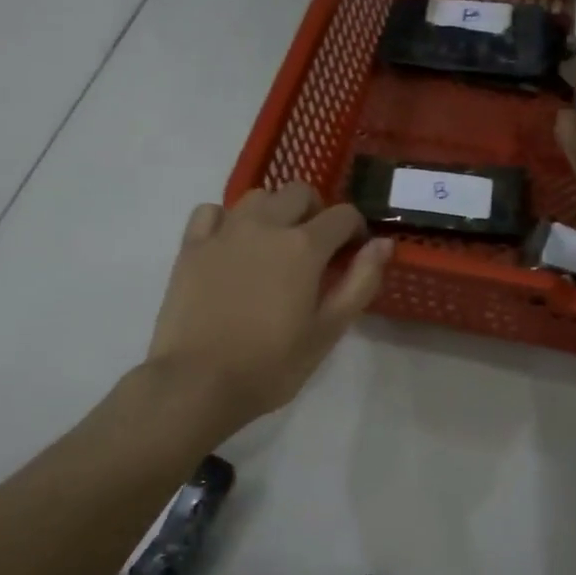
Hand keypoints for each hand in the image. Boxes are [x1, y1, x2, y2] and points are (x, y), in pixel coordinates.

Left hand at [146, 184, 391, 428]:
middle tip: (315, 249)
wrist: (198, 382)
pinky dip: (226, 220)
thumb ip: (360, 282)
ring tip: (273, 245)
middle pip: (299, 192)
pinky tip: (230, 245)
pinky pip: (211, 211)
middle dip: (316, 212)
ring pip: (257, 196)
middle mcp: (265, 225)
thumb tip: (384, 243)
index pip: (343, 215)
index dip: (355, 230)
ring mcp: (224, 231)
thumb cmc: (271, 364)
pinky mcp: (191, 245)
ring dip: (274, 211)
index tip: (352, 254)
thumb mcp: (328, 331)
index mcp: (304, 246)